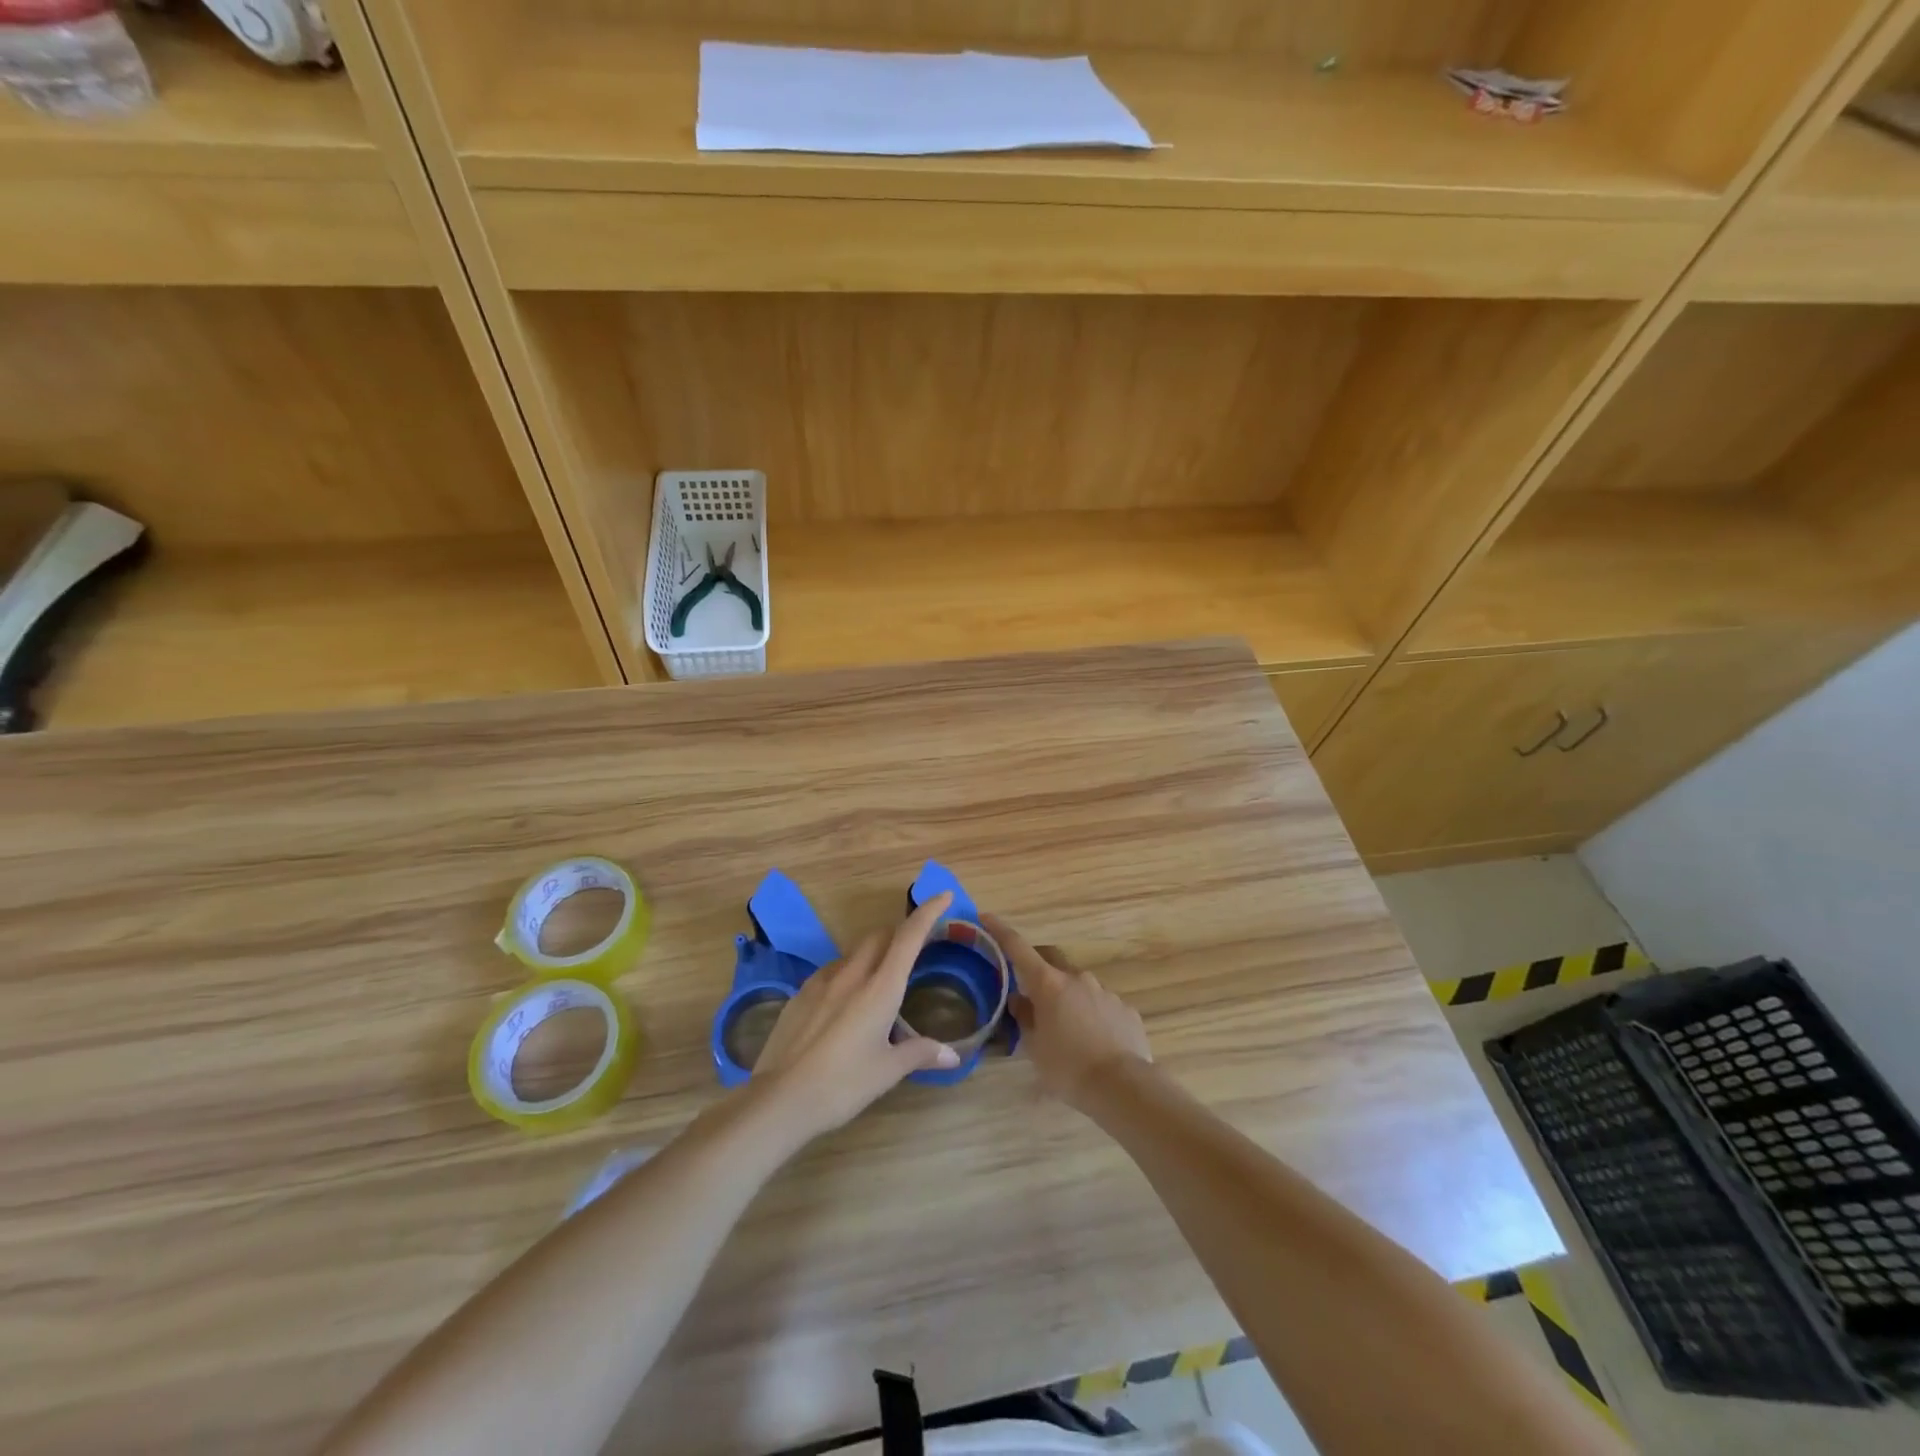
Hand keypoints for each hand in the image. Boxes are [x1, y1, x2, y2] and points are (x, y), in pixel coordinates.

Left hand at [750, 892, 961, 1138]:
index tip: (943, 896)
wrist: (780, 1099)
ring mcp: (821, 982)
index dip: (928, 912)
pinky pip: (831, 970)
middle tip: (915, 947)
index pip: (909, 937)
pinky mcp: (800, 994)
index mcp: (880, 988)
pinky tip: (845, 998)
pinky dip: (848, 972)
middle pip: (880, 936)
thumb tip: (953, 1055)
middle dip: (899, 932)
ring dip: (873, 953)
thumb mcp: (888, 1071)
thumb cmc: (842, 1084)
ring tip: (880, 978)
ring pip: (853, 952)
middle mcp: (852, 975)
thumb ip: (921, 1054)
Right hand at [984, 913, 1149, 1109]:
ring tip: (1066, 1030)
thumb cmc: (1068, 1068)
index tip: (987, 918)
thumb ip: (1024, 1018)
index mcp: (1049, 984)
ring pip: (1079, 985)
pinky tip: (1094, 1042)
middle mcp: (1077, 979)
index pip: (1018, 948)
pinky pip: (1102, 1005)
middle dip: (1039, 968)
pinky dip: (1092, 1015)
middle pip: (1052, 960)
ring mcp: (1105, 991)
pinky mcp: (1125, 1009)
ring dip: (1068, 998)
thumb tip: (1019, 1000)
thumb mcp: (1034, 1048)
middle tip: (1031, 990)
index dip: (1000, 931)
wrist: (1123, 1087)